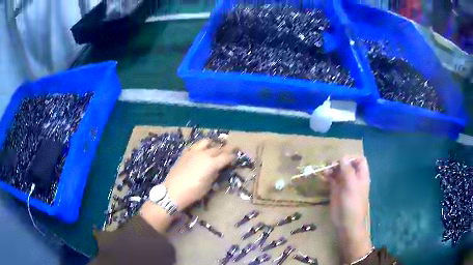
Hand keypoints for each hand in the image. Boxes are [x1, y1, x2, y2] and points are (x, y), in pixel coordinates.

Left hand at [164, 139, 236, 208]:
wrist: (173, 191)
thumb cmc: (193, 192)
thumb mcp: (208, 186)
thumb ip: (214, 175)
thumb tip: (217, 169)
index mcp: (212, 163)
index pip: (226, 157)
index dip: (232, 157)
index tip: (236, 157)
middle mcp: (204, 154)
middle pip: (218, 149)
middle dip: (226, 150)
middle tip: (231, 150)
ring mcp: (193, 152)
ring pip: (206, 142)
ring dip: (213, 144)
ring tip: (215, 147)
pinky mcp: (185, 153)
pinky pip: (195, 146)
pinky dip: (200, 147)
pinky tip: (201, 152)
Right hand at [324, 156, 372, 262]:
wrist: (347, 223)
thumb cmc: (352, 204)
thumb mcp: (352, 186)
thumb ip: (348, 171)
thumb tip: (342, 158)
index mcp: (361, 176)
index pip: (359, 160)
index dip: (352, 158)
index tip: (342, 161)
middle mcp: (353, 178)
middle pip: (347, 164)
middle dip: (339, 162)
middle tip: (330, 165)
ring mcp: (344, 184)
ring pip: (338, 171)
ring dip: (332, 169)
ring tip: (325, 171)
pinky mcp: (336, 191)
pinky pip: (332, 179)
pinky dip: (328, 176)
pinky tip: (323, 177)